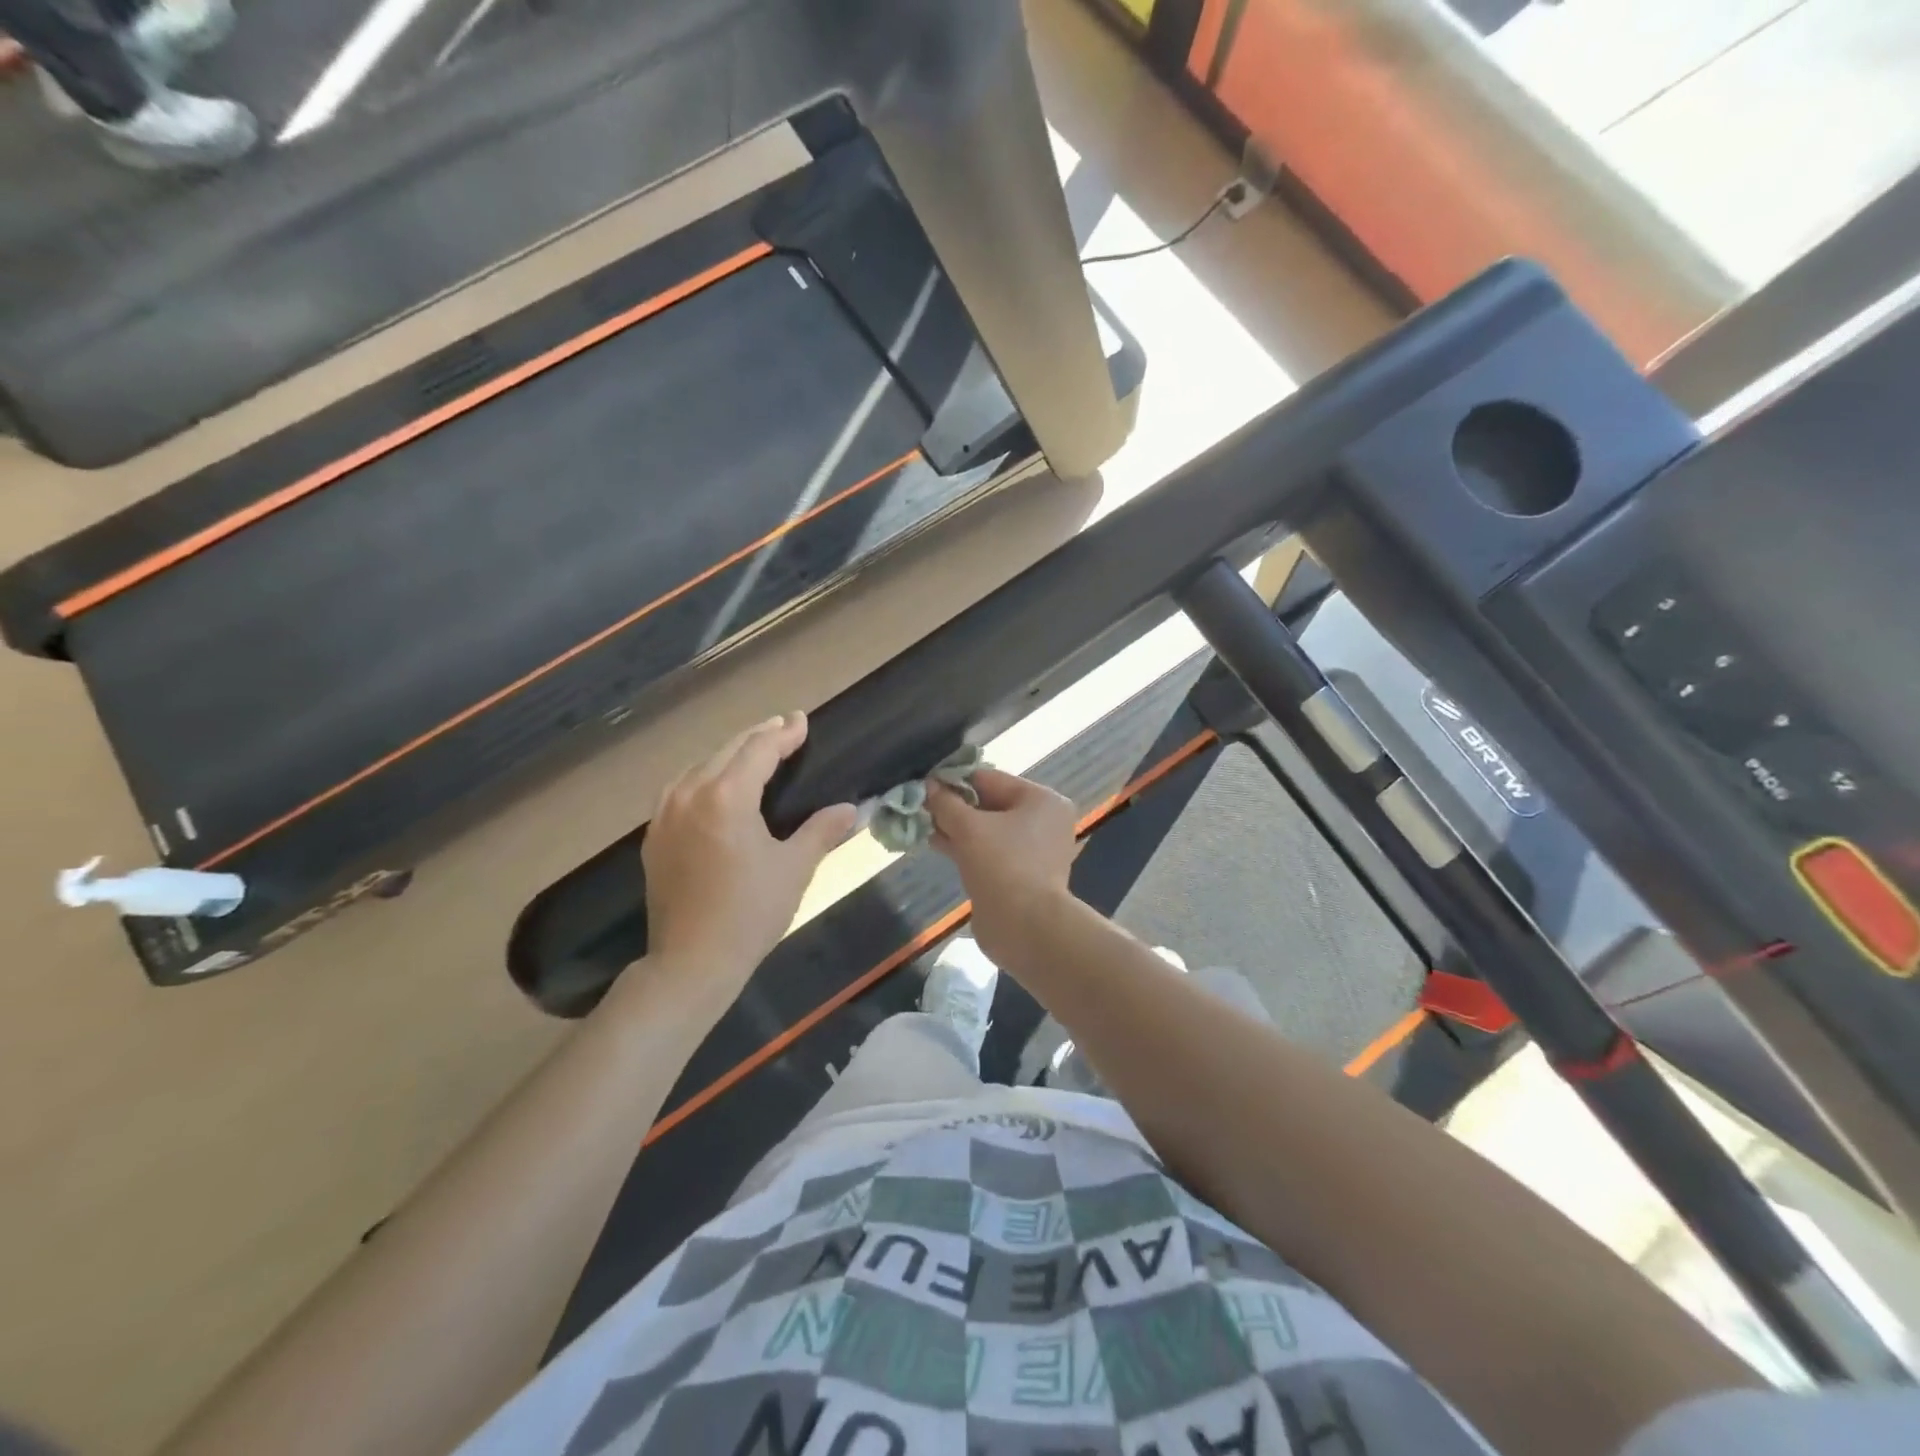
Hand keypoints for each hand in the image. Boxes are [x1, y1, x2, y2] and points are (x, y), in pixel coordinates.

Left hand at [639, 712, 856, 1010]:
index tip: (801, 720)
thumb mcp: (794, 868)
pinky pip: (679, 789)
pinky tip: (714, 786)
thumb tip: (850, 809)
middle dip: (758, 736)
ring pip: (699, 766)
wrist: (691, 961)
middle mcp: (690, 794)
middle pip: (727, 750)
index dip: (783, 732)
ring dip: (728, 754)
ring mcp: (666, 815)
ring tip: (752, 752)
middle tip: (784, 728)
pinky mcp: (654, 836)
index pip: (759, 749)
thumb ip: (822, 830)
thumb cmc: (750, 912)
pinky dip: (703, 776)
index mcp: (727, 797)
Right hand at [928, 768, 1078, 963]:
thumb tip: (928, 785)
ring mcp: (1032, 851)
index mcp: (1041, 800)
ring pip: (986, 830)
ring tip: (920, 823)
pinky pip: (987, 851)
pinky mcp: (1019, 875)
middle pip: (989, 804)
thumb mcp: (969, 828)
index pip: (990, 779)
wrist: (1026, 928)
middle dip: (953, 806)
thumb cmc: (1003, 865)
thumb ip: (946, 803)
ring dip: (954, 827)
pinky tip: (934, 843)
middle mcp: (1042, 821)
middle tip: (918, 805)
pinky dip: (964, 847)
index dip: (955, 780)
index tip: (923, 783)